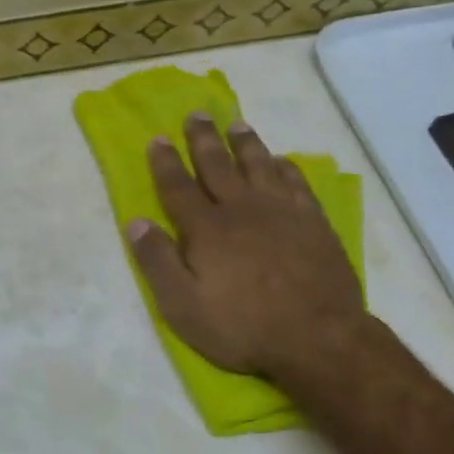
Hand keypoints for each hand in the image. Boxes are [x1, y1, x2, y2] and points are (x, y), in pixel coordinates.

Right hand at [127, 113, 365, 381]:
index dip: (165, 162)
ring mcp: (282, 212)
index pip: (178, 187)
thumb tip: (135, 222)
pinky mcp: (314, 223)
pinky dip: (286, 168)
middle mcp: (242, 209)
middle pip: (218, 165)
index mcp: (206, 229)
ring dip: (245, 144)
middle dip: (203, 139)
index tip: (158, 138)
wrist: (318, 338)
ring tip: (237, 125)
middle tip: (196, 114)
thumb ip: (157, 261)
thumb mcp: (183, 306)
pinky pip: (297, 183)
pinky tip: (281, 161)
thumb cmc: (242, 327)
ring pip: (259, 166)